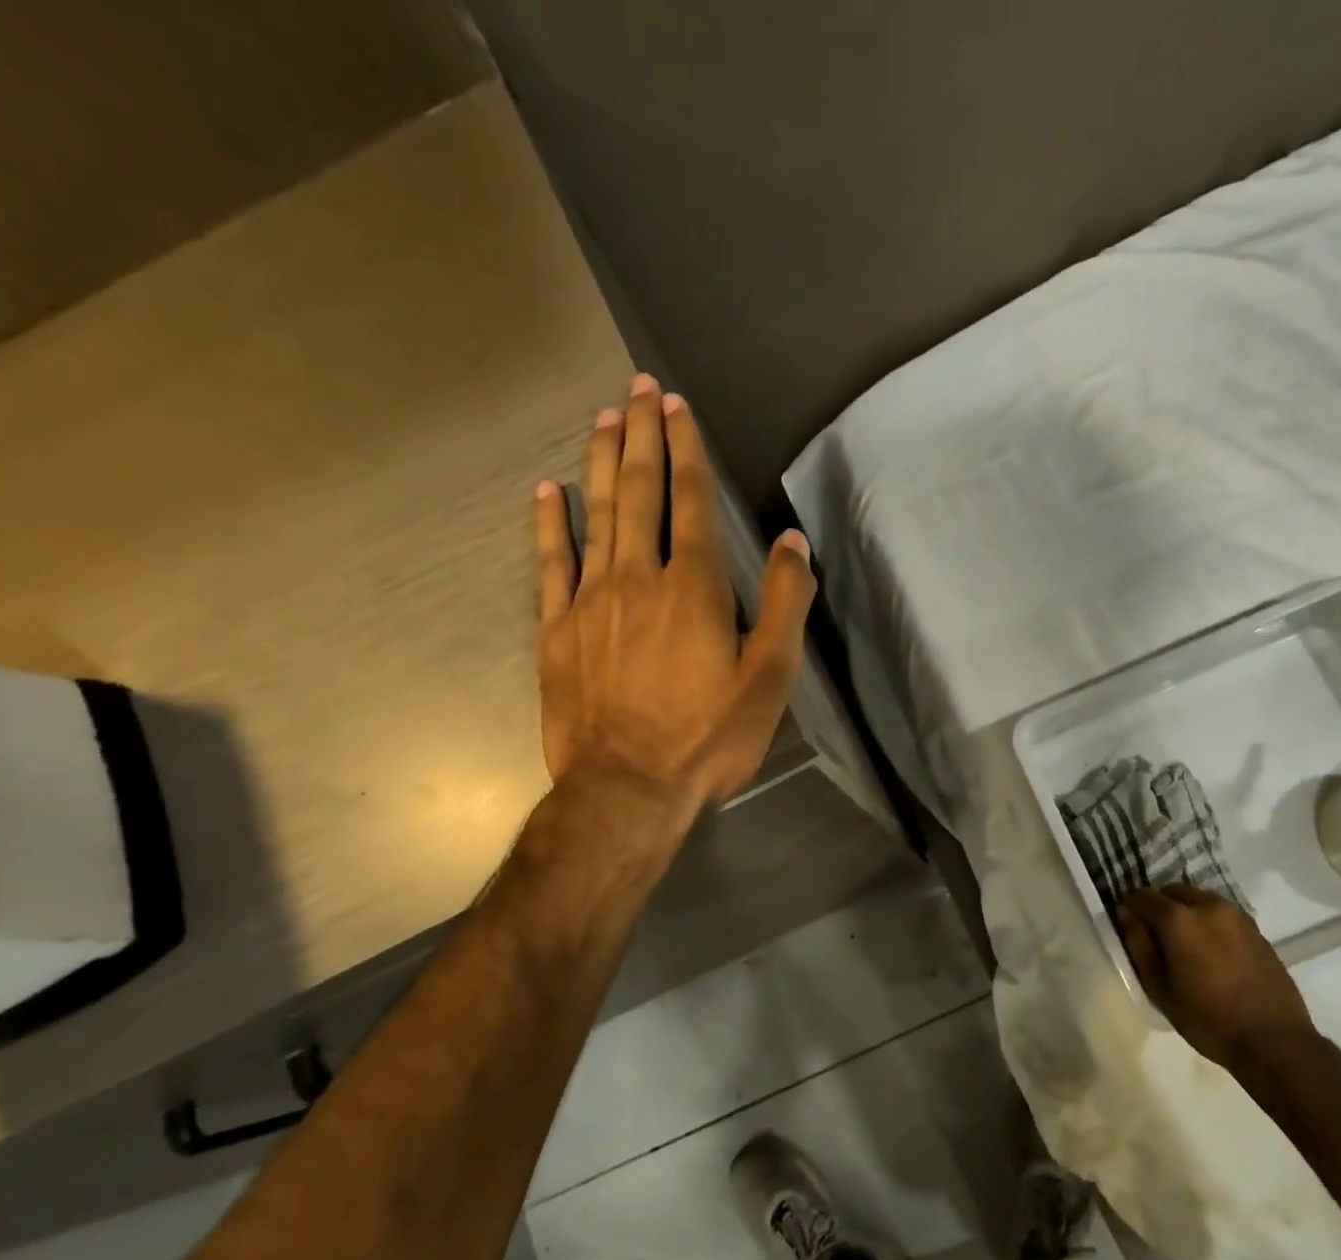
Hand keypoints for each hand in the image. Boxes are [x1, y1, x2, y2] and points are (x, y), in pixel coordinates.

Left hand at [535, 374, 815, 811]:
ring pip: (597, 515)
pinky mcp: (557, 631)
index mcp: (693, 587)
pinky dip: (549, 523)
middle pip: (640, 492)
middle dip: (642, 436)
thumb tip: (791, 542)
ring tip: (604, 419)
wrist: (626, 789)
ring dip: (602, 463)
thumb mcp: (769, 680)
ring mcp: (590, 601)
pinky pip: (550, 564)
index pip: (690, 501)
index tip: (676, 406)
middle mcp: (638, 577)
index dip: (686, 449)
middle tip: (637, 388)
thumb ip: (783, 604)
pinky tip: (548, 491)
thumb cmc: (707, 738)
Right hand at [1117, 885, 1313, 1069]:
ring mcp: (1235, 915)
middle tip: (1156, 936)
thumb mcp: (1159, 988)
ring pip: (1198, 899)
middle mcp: (1207, 906)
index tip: (1128, 926)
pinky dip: (1208, 921)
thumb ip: (1138, 945)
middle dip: (1159, 906)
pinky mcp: (1255, 928)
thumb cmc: (1207, 1018)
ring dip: (1185, 911)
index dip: (1130, 908)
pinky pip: (1220, 913)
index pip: (1142, 896)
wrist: (1274, 1040)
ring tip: (1185, 944)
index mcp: (1179, 919)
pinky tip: (1211, 951)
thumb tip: (1125, 914)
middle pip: (1172, 891)